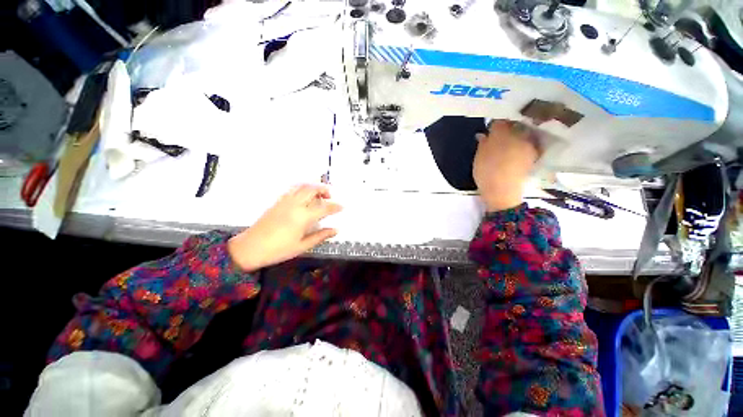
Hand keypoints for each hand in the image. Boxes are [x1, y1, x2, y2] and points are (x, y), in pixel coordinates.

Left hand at [228, 185, 341, 271]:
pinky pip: (293, 189)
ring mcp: (284, 201)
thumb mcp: (302, 246)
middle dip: (324, 189)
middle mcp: (295, 205)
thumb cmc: (278, 250)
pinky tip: (305, 196)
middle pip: (312, 189)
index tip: (342, 207)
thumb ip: (320, 236)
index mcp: (302, 217)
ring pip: (301, 186)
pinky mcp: (277, 202)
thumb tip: (335, 230)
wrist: (250, 248)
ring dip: (313, 186)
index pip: (323, 207)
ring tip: (319, 194)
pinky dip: (302, 188)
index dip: (335, 206)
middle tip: (330, 197)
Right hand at [473, 120, 539, 211]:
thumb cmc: (486, 173)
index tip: (489, 130)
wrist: (502, 191)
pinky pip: (528, 143)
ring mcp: (528, 145)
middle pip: (514, 125)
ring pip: (522, 133)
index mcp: (502, 134)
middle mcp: (518, 135)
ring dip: (515, 136)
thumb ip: (482, 143)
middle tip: (498, 136)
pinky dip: (521, 144)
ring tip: (507, 144)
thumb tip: (483, 134)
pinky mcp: (533, 155)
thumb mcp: (479, 158)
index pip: (499, 121)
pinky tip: (515, 151)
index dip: (494, 125)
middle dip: (507, 128)